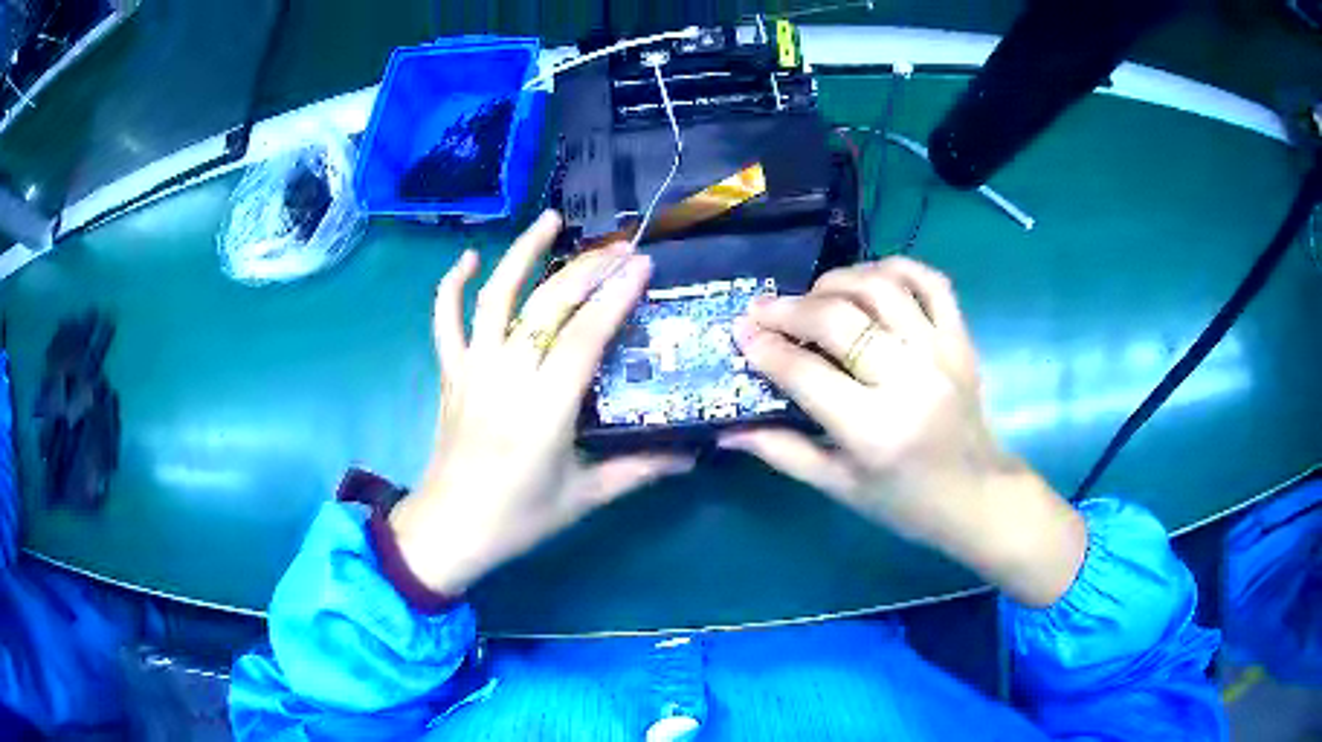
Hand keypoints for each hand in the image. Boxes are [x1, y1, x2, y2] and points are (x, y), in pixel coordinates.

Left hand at [389, 211, 693, 594]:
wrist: (449, 530)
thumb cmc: (518, 518)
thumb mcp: (585, 497)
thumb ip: (639, 470)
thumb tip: (692, 455)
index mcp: (544, 409)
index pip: (584, 337)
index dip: (614, 297)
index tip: (642, 265)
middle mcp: (506, 377)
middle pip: (546, 305)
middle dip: (585, 269)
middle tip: (619, 248)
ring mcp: (472, 370)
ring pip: (493, 298)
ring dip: (520, 254)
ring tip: (548, 221)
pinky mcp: (451, 374)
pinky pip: (445, 322)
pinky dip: (450, 287)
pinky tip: (466, 259)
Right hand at [723, 257, 1085, 605]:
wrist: (977, 496)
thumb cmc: (905, 501)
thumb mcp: (840, 487)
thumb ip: (783, 452)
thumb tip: (727, 430)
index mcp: (875, 432)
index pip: (807, 375)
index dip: (766, 350)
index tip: (741, 333)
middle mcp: (910, 382)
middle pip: (841, 321)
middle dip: (791, 310)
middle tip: (764, 309)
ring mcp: (942, 353)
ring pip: (882, 289)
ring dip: (838, 281)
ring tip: (814, 295)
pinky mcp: (961, 339)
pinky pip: (931, 282)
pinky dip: (897, 268)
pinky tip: (869, 279)